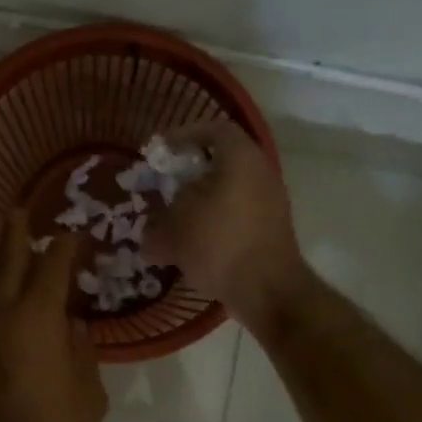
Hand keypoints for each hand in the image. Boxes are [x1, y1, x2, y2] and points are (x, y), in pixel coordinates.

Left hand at [0, 210, 107, 421]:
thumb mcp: (88, 396)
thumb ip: (82, 351)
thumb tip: (72, 324)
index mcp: (39, 318)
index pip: (53, 267)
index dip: (65, 246)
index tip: (73, 234)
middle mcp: (0, 311)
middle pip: (8, 259)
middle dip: (17, 232)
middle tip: (21, 210)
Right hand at [143, 119, 309, 329]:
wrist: (268, 290)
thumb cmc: (220, 244)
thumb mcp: (177, 228)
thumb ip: (159, 223)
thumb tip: (151, 234)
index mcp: (241, 160)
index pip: (215, 130)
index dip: (185, 135)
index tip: (161, 149)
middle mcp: (260, 175)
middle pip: (221, 164)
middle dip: (189, 176)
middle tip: (163, 188)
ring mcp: (269, 205)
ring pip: (227, 194)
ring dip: (198, 205)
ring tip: (171, 222)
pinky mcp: (269, 232)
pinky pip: (234, 218)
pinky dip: (212, 225)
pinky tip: (190, 248)